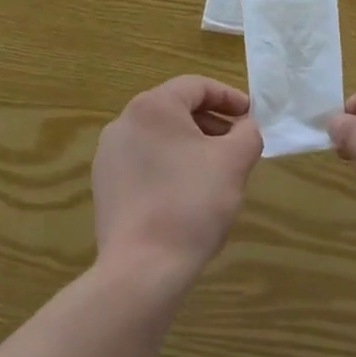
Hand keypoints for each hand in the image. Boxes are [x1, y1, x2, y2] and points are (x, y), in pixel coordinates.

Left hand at [93, 76, 261, 288]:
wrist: (142, 269)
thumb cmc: (192, 203)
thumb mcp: (235, 161)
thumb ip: (248, 132)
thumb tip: (245, 127)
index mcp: (152, 107)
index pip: (197, 86)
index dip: (229, 98)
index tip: (251, 117)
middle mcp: (124, 122)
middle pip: (177, 110)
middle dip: (211, 123)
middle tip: (237, 144)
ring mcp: (108, 156)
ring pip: (160, 137)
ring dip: (191, 145)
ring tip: (216, 171)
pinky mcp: (104, 186)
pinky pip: (144, 162)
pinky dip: (169, 166)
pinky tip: (187, 193)